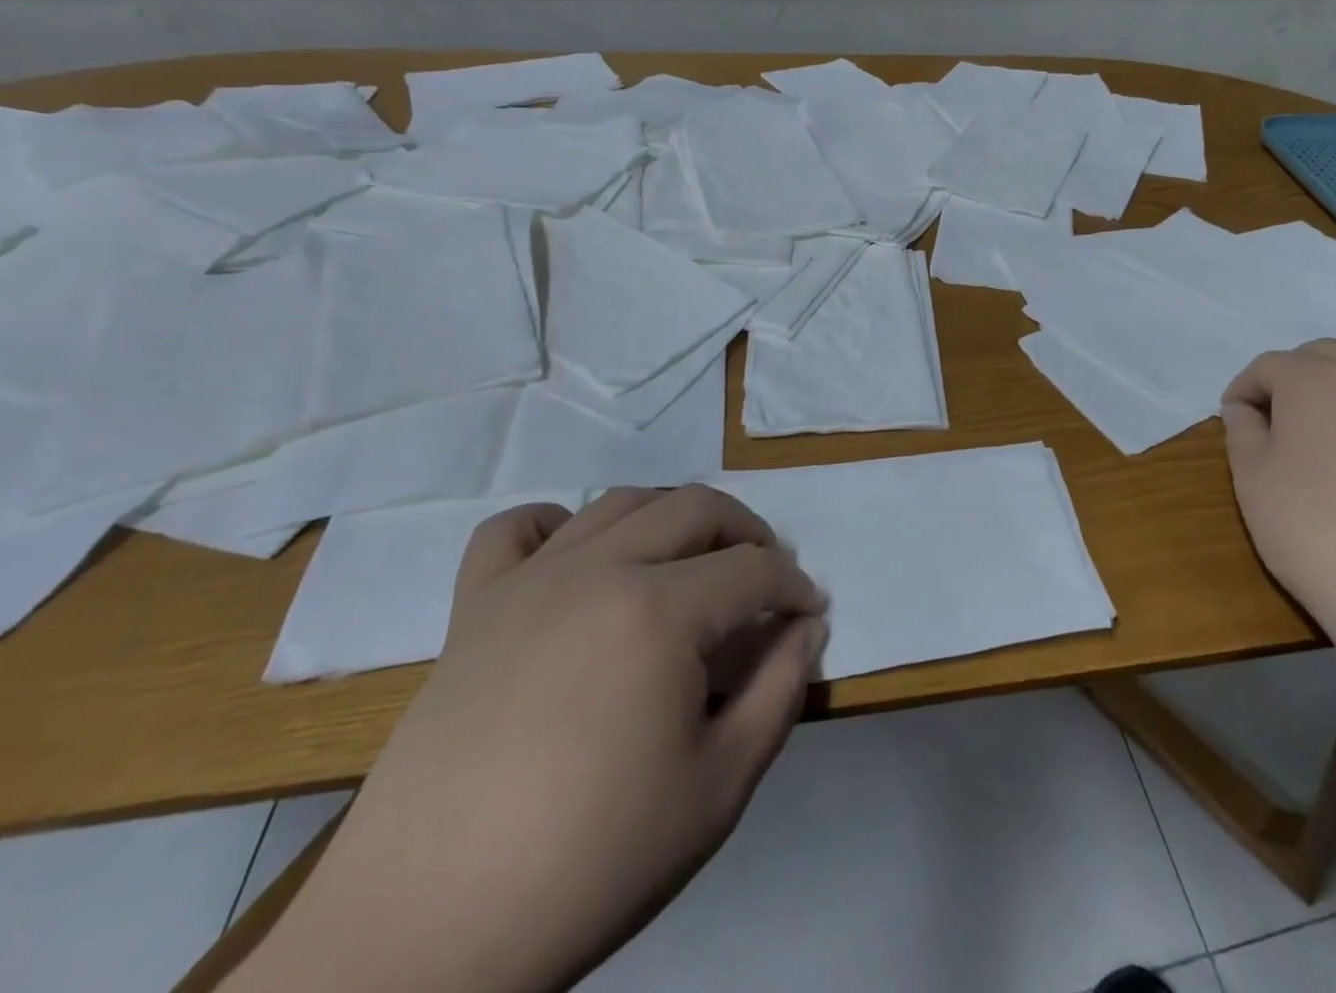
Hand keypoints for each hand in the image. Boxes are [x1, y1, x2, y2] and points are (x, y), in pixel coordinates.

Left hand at [237, 486, 826, 992]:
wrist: (423, 937)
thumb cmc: (591, 862)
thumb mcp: (720, 786)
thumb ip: (780, 691)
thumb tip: (807, 628)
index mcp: (660, 612)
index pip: (755, 567)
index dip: (795, 586)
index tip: (809, 614)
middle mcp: (598, 570)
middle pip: (696, 507)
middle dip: (748, 533)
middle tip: (764, 580)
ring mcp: (529, 582)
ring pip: (620, 502)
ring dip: (673, 517)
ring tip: (690, 563)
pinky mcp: (473, 608)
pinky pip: (515, 530)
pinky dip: (557, 524)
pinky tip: (578, 560)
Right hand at [1220, 339, 1335, 651]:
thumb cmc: (1318, 534)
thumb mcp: (1252, 483)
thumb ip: (1242, 433)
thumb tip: (1245, 409)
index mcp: (1312, 379)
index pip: (1267, 367)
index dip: (1244, 391)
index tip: (1235, 420)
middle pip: (1324, 355)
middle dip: (1295, 379)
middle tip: (1281, 425)